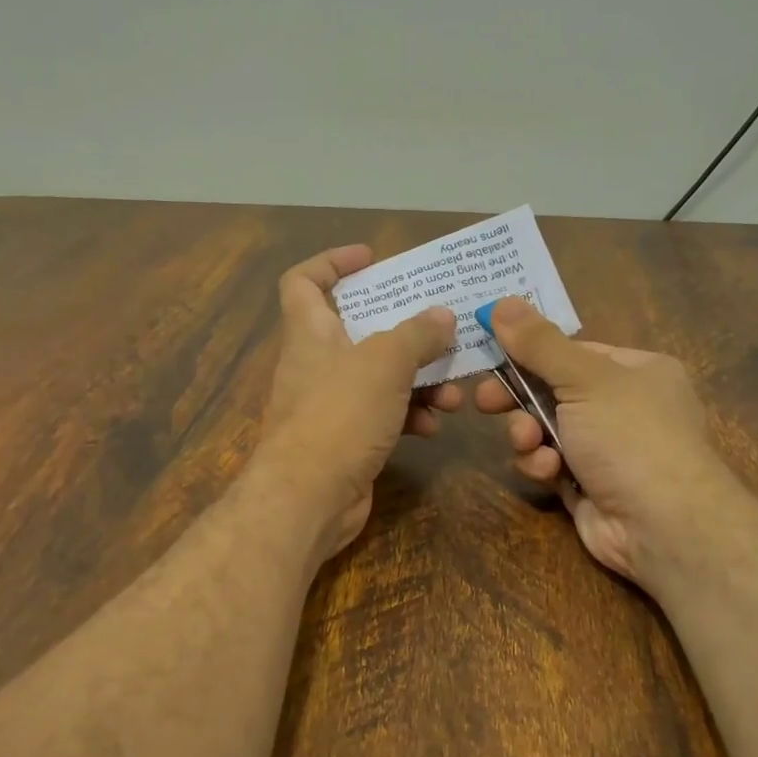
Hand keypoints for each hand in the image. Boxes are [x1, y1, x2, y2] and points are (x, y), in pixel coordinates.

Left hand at [252, 246, 460, 559]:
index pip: (304, 281)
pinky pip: (383, 415)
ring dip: (418, 380)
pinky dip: (408, 415)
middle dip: (404, 331)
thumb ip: (417, 334)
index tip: (371, 258)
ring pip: (380, 377)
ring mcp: (331, 405)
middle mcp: (317, 364)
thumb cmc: (339, 415)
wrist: (309, 498)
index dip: (332, 262)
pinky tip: (432, 425)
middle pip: (360, 331)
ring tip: (453, 391)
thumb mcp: (385, 363)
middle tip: (442, 330)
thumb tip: (443, 317)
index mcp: (311, 332)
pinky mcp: (347, 439)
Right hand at [473, 297, 738, 589]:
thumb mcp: (584, 379)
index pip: (572, 351)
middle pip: (554, 391)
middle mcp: (623, 406)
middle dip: (519, 398)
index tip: (488, 351)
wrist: (662, 524)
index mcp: (635, 370)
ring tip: (529, 442)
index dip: (529, 351)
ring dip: (529, 435)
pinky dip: (543, 466)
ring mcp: (606, 449)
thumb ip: (539, 344)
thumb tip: (500, 302)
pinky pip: (551, 464)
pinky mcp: (587, 484)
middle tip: (483, 402)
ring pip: (546, 430)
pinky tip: (548, 472)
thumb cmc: (630, 435)